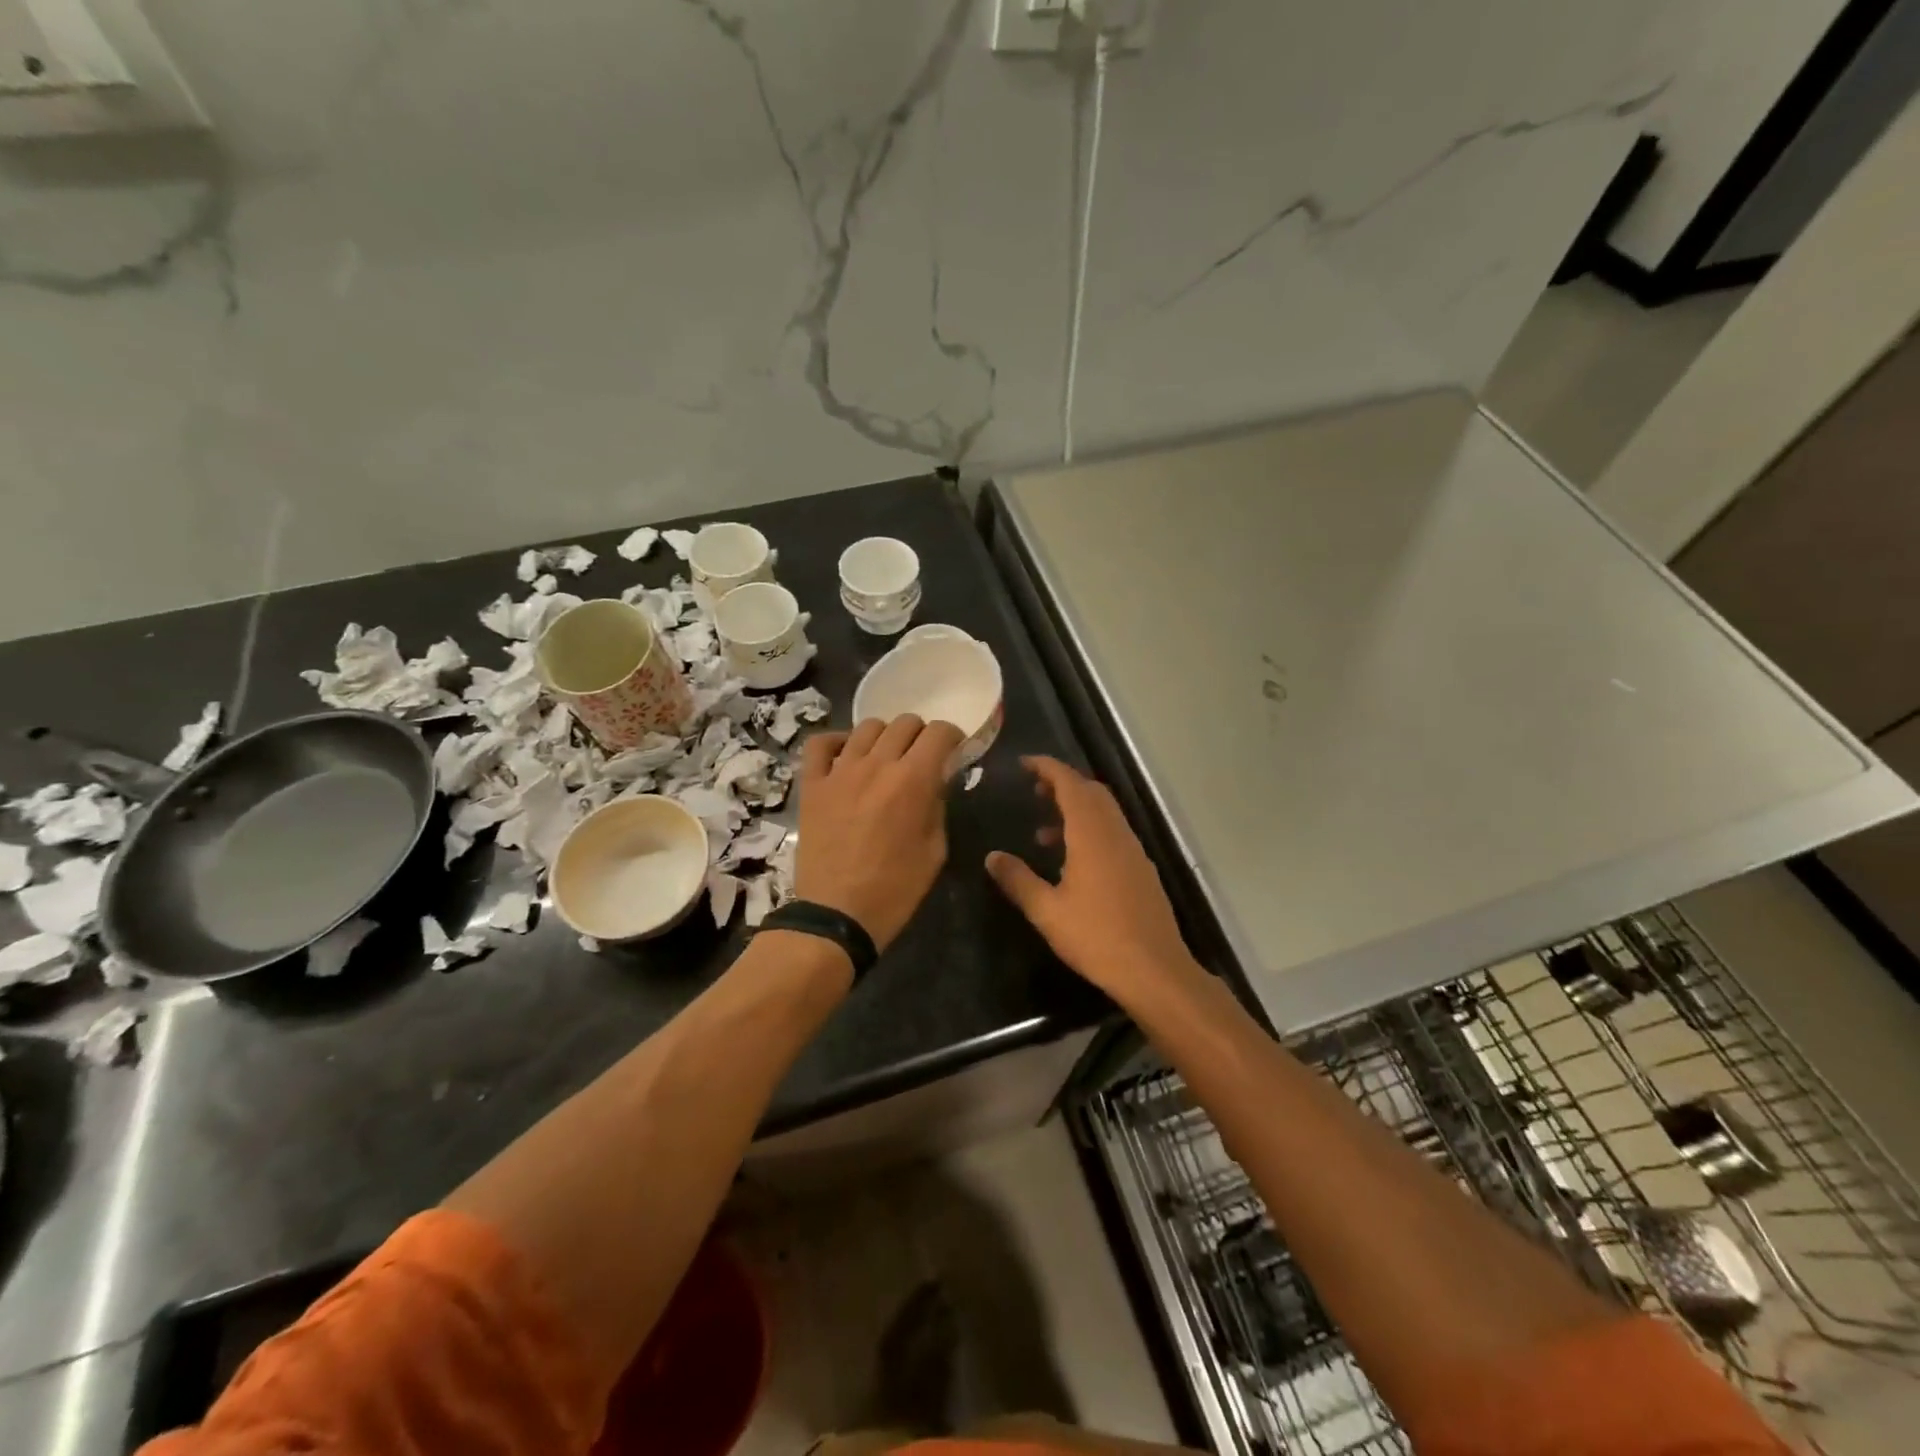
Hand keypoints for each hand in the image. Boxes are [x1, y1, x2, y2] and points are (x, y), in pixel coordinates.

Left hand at [794, 716, 966, 950]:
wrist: (837, 915)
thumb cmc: (895, 889)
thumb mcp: (935, 850)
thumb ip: (938, 805)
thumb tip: (936, 780)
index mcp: (913, 780)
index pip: (939, 733)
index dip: (952, 737)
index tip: (954, 751)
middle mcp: (877, 764)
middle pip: (905, 723)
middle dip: (921, 735)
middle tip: (922, 758)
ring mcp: (840, 771)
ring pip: (867, 727)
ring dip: (885, 737)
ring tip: (886, 758)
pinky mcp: (813, 784)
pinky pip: (821, 744)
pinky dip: (838, 741)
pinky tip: (848, 756)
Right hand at [987, 756, 1201, 1009]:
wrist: (1154, 970)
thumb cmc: (1096, 937)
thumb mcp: (1047, 911)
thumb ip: (1018, 880)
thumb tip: (992, 857)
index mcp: (1091, 834)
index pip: (1070, 784)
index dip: (1047, 768)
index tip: (1024, 763)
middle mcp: (1116, 833)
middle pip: (1091, 792)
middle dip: (1062, 784)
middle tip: (1033, 793)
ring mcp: (1133, 850)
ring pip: (1104, 812)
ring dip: (1076, 809)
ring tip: (1043, 833)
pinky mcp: (1142, 869)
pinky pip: (1113, 832)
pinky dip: (1090, 829)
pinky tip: (1073, 861)